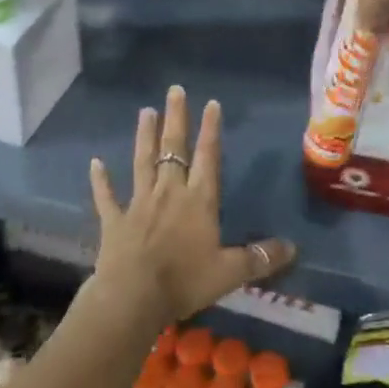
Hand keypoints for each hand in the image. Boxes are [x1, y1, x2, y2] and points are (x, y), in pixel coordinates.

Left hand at [89, 86, 296, 324]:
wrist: (133, 297)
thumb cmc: (185, 281)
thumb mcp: (230, 272)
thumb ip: (260, 258)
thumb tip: (293, 247)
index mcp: (198, 201)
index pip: (207, 157)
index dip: (210, 130)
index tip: (211, 103)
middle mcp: (169, 193)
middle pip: (173, 149)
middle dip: (176, 119)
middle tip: (174, 90)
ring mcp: (139, 203)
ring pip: (142, 162)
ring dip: (144, 136)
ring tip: (145, 111)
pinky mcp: (115, 220)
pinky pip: (106, 196)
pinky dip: (100, 180)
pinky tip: (95, 163)